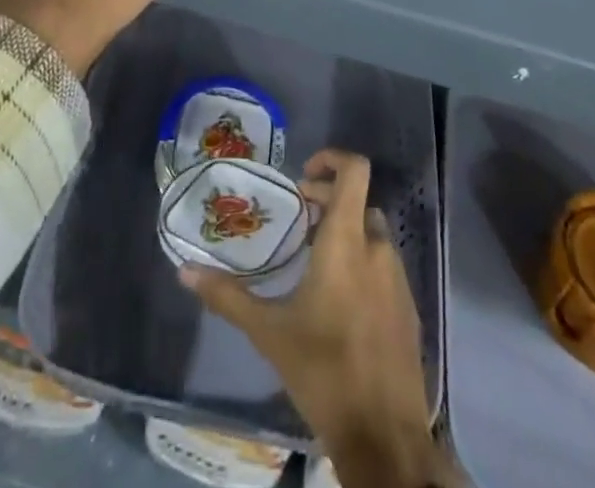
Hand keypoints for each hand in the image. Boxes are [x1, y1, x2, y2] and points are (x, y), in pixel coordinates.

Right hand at [180, 151, 452, 487]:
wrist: (384, 436)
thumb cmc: (324, 371)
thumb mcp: (268, 332)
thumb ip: (227, 297)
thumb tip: (185, 272)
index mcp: (347, 242)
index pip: (355, 171)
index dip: (333, 158)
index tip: (303, 176)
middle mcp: (378, 248)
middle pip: (357, 202)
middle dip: (327, 202)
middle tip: (297, 222)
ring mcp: (398, 278)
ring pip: (372, 234)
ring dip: (345, 233)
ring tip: (313, 261)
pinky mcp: (409, 308)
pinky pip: (384, 266)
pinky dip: (362, 263)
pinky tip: (338, 301)